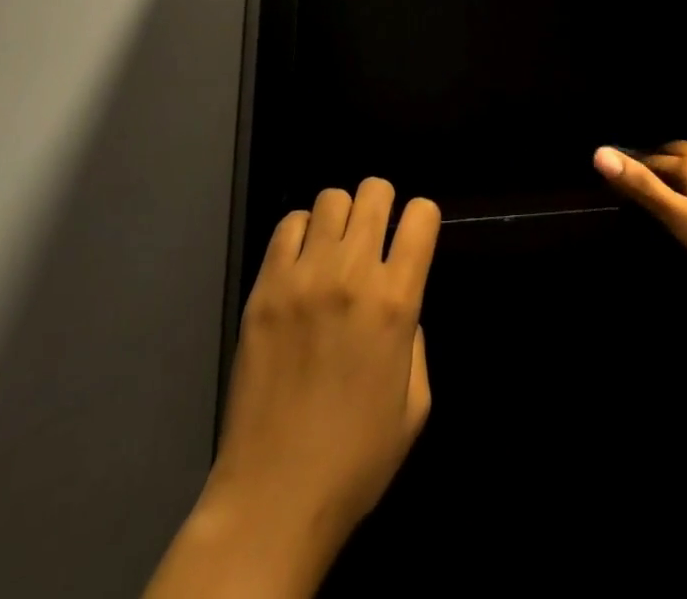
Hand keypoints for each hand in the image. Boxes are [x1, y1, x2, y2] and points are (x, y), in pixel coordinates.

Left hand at [152, 179, 438, 597]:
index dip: (423, 218)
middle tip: (375, 233)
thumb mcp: (415, 405)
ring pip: (331, 199)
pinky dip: (301, 232)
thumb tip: (400, 302)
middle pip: (375, 192)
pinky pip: (287, 225)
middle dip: (383, 203)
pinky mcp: (264, 288)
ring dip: (341, 216)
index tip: (414, 235)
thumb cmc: (356, 459)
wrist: (274, 495)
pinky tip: (301, 262)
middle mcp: (352, 275)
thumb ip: (416, 340)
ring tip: (335, 246)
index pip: (421, 216)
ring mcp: (303, 277)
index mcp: (395, 302)